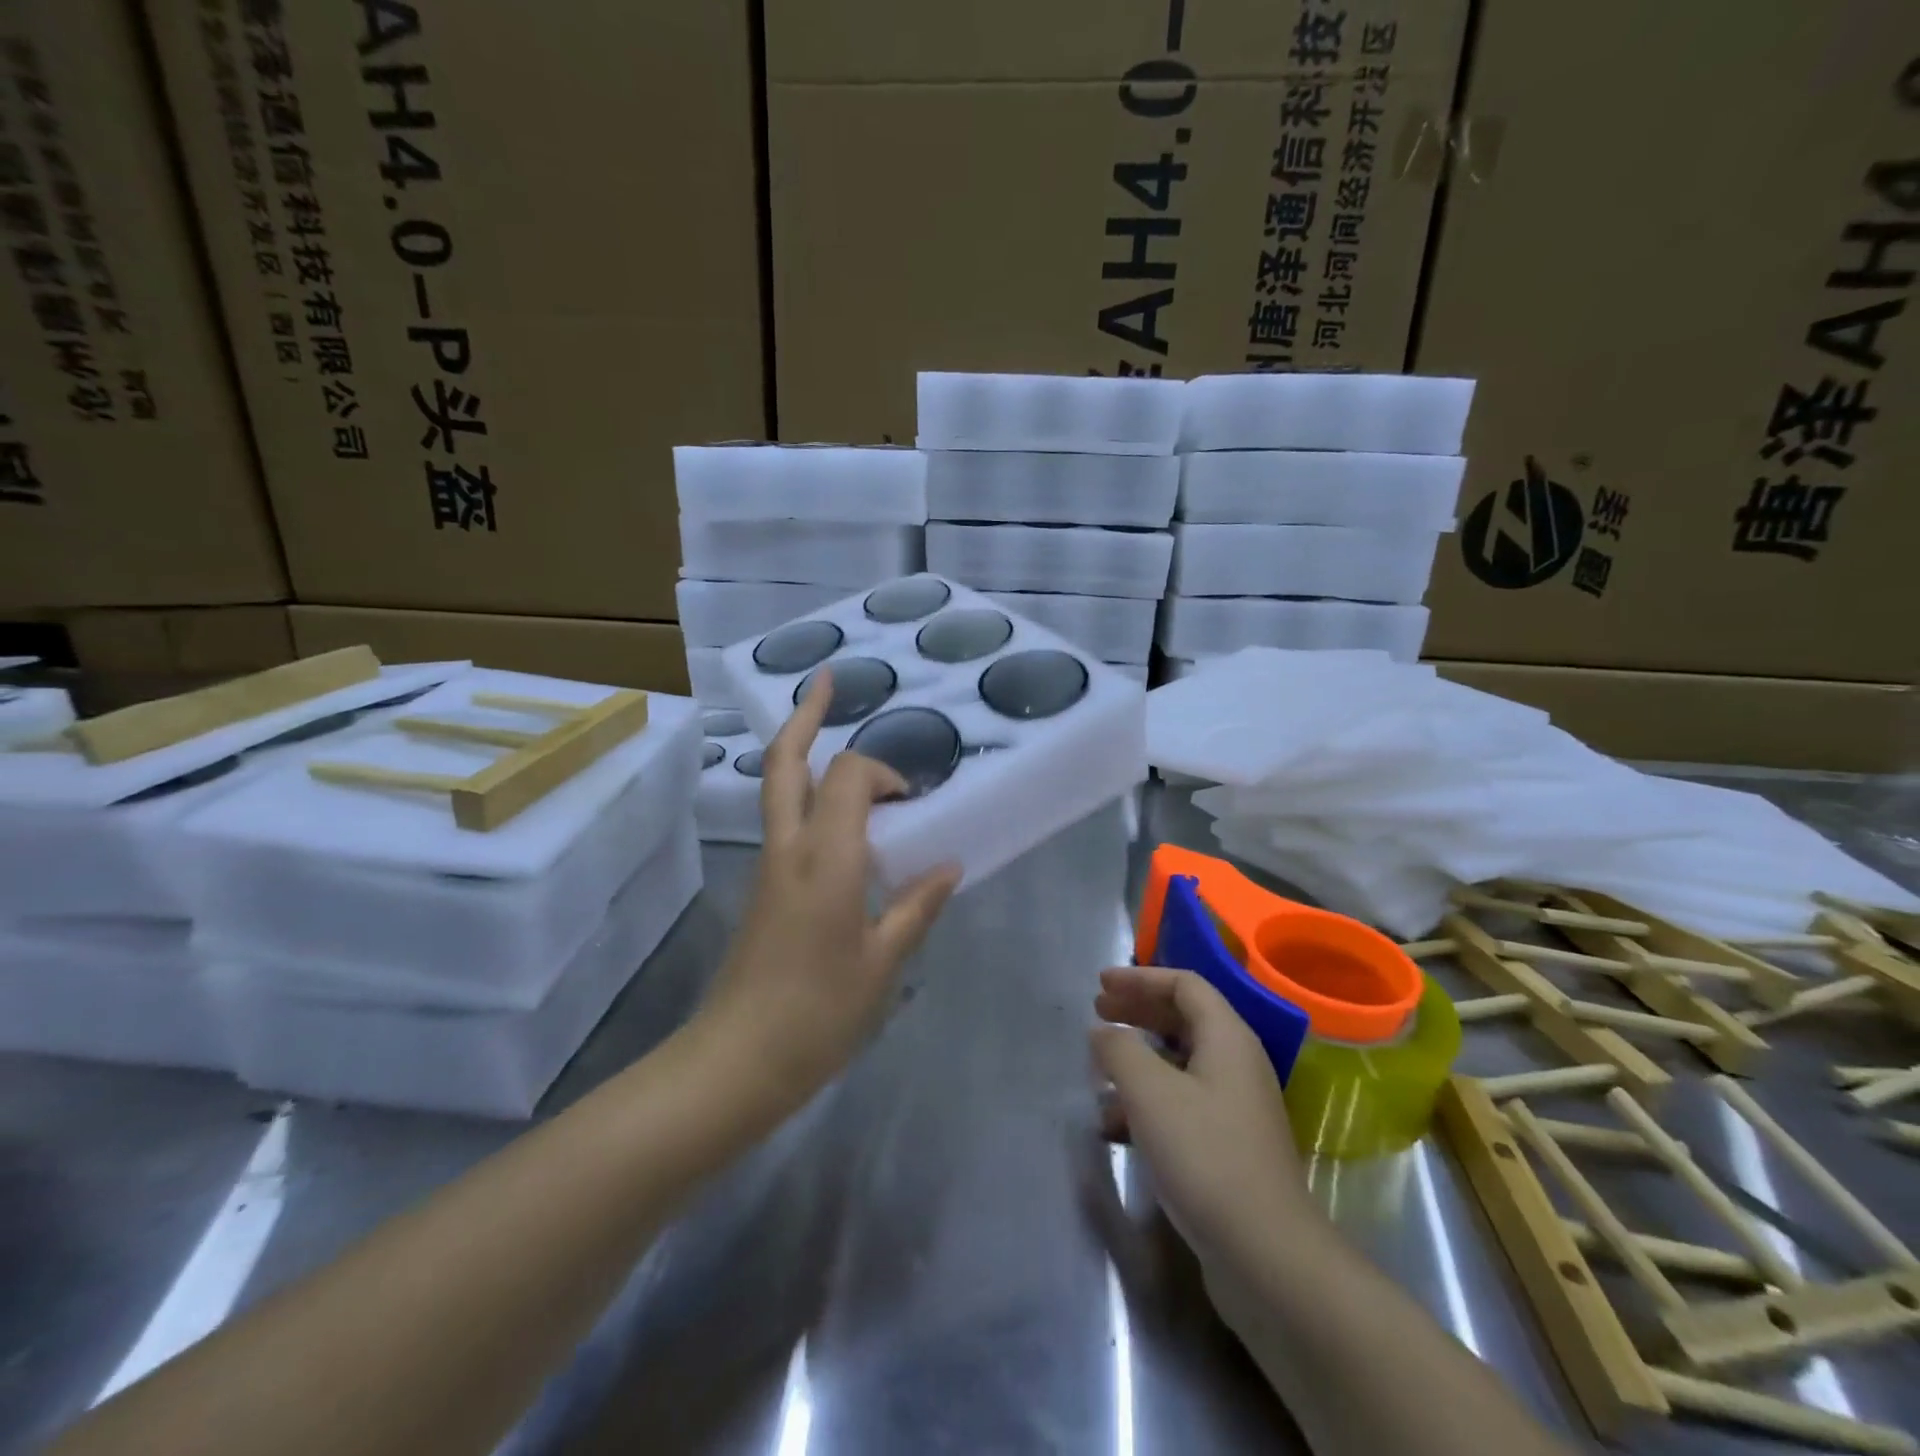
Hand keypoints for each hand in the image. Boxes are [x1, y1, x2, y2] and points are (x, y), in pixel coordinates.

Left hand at [699, 670, 960, 1110]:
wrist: (736, 1061)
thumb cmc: (819, 1014)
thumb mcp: (883, 963)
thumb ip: (916, 907)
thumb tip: (948, 867)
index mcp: (827, 859)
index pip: (852, 776)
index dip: (885, 772)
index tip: (912, 800)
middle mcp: (790, 848)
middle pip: (787, 762)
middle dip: (807, 716)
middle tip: (828, 681)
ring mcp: (769, 865)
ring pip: (779, 787)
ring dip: (805, 752)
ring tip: (832, 732)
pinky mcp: (763, 887)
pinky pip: (786, 821)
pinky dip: (810, 796)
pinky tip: (840, 817)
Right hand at [1092, 966, 1324, 1261]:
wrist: (1266, 1256)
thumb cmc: (1205, 1156)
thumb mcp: (1150, 1093)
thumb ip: (1120, 1050)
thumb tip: (1104, 1032)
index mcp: (1227, 1038)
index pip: (1185, 985)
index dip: (1140, 978)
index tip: (1100, 984)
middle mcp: (1236, 1064)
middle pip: (1183, 1019)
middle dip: (1137, 1013)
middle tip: (1097, 1014)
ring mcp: (1235, 1107)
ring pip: (1179, 1064)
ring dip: (1137, 1060)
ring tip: (1099, 1072)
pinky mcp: (1228, 1146)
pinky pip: (1182, 1104)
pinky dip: (1147, 1102)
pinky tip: (1114, 1126)